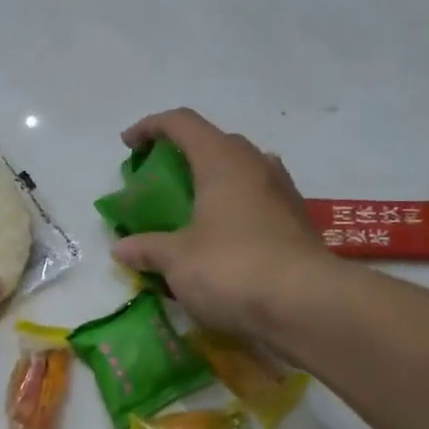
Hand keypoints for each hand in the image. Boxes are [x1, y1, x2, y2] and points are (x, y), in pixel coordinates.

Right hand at [109, 109, 327, 341]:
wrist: (307, 305)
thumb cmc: (232, 268)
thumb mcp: (177, 261)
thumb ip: (147, 249)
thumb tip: (121, 248)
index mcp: (222, 161)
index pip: (182, 123)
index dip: (150, 127)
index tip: (128, 145)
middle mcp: (256, 165)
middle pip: (215, 143)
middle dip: (183, 155)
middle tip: (160, 182)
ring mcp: (282, 192)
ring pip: (241, 171)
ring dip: (213, 182)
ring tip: (191, 210)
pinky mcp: (297, 222)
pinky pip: (257, 201)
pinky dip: (234, 209)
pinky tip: (222, 239)